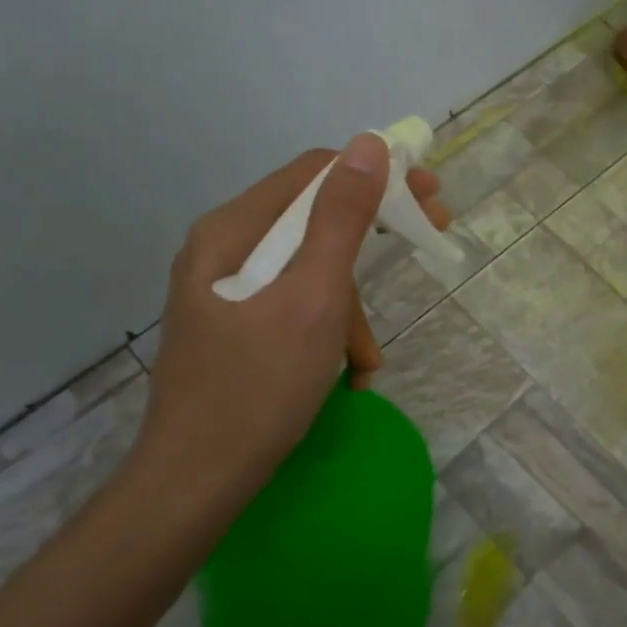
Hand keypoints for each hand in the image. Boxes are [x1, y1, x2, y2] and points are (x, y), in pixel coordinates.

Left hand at [129, 135, 452, 516]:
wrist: (196, 483)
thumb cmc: (259, 386)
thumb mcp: (314, 298)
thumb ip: (342, 219)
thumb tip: (368, 143)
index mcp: (232, 230)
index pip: (314, 172)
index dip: (376, 175)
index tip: (429, 196)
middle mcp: (225, 249)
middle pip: (313, 220)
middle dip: (371, 241)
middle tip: (430, 238)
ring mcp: (227, 291)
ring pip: (311, 271)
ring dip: (351, 308)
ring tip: (366, 361)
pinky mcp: (236, 327)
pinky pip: (296, 306)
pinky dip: (329, 332)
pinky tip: (346, 374)